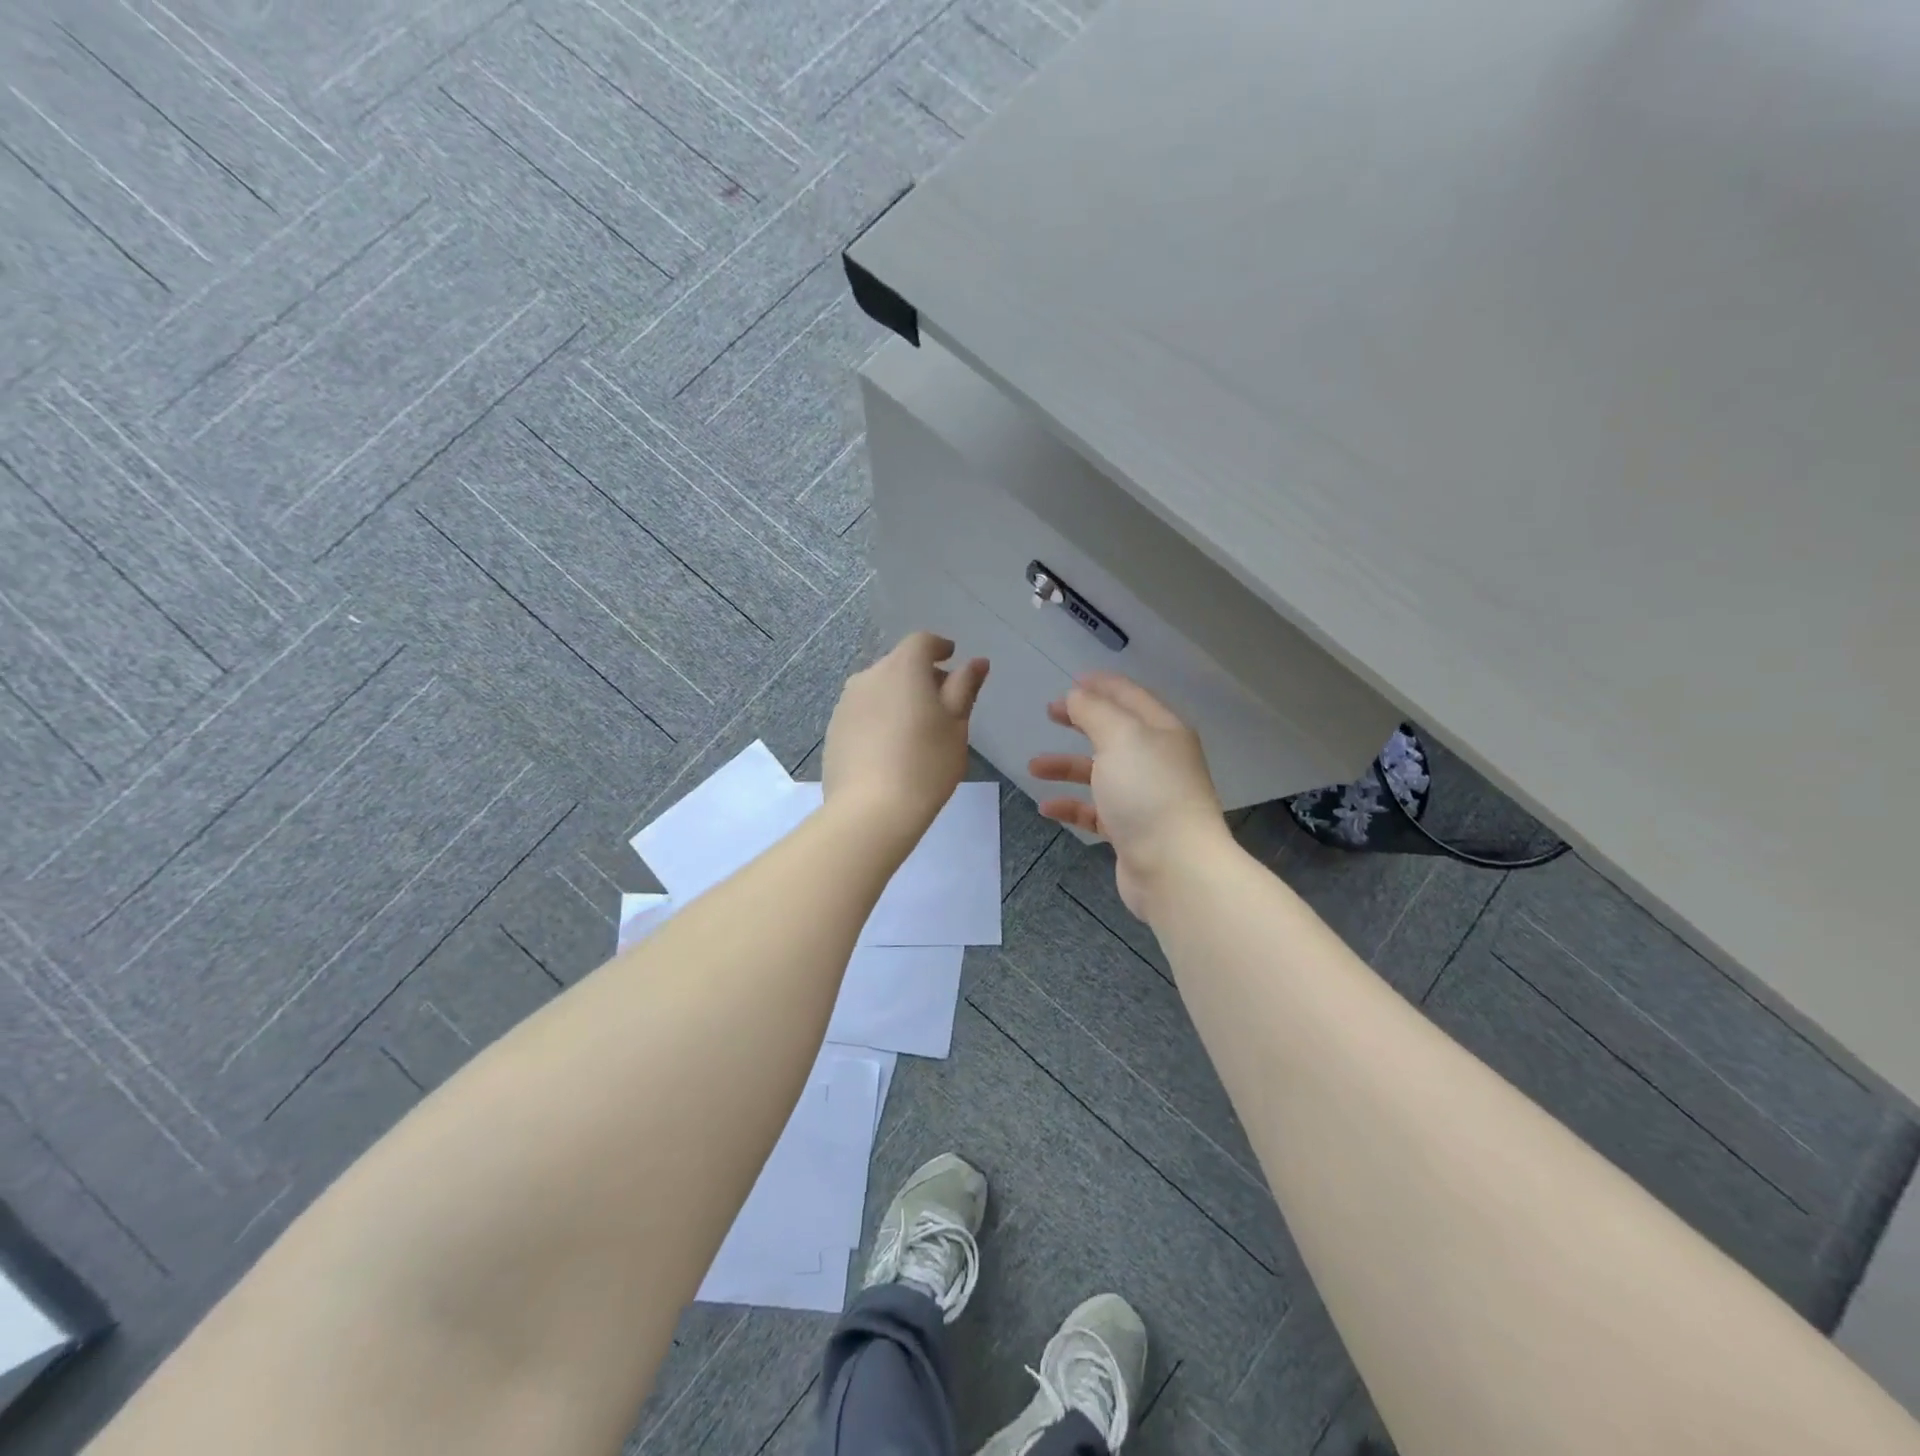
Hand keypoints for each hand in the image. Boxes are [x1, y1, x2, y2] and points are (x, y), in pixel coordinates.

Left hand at [823, 632, 988, 842]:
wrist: (871, 811)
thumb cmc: (926, 764)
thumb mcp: (956, 726)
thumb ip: (964, 688)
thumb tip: (975, 662)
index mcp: (903, 668)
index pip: (921, 642)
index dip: (939, 647)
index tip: (952, 659)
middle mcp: (869, 676)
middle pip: (898, 663)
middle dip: (921, 675)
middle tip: (942, 703)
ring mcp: (846, 704)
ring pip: (878, 688)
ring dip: (898, 697)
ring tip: (915, 729)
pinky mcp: (834, 730)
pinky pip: (862, 712)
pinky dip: (879, 718)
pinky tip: (890, 748)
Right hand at [1029, 673, 1228, 920]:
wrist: (1175, 867)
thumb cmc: (1148, 792)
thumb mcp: (1119, 738)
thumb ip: (1094, 711)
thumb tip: (1078, 695)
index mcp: (1162, 730)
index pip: (1129, 696)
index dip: (1101, 685)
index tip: (1071, 680)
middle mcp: (1157, 760)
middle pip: (1114, 732)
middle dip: (1081, 720)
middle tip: (1050, 712)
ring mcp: (1145, 797)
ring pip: (1101, 772)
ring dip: (1067, 766)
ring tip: (1033, 766)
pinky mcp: (1132, 830)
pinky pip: (1096, 810)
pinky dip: (1072, 806)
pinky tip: (1047, 807)